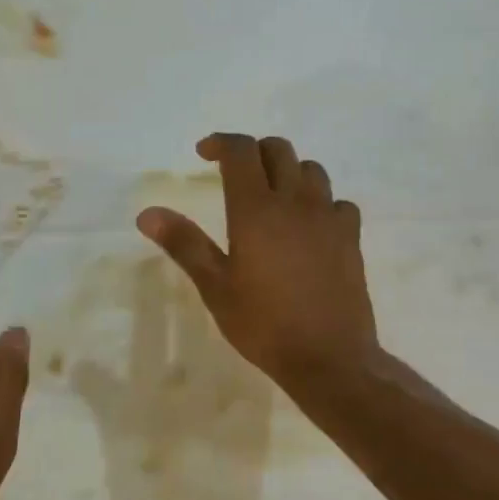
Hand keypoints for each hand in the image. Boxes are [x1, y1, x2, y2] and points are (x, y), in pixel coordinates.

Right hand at [136, 133, 377, 397]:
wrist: (329, 357)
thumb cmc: (264, 324)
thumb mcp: (215, 287)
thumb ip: (184, 243)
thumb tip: (147, 212)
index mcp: (256, 209)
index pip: (241, 151)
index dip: (221, 143)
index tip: (204, 153)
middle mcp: (295, 201)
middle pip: (279, 150)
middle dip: (254, 152)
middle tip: (235, 173)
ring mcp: (328, 217)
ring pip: (312, 170)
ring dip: (289, 172)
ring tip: (273, 196)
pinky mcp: (351, 237)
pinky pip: (338, 202)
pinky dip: (321, 202)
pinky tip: (310, 225)